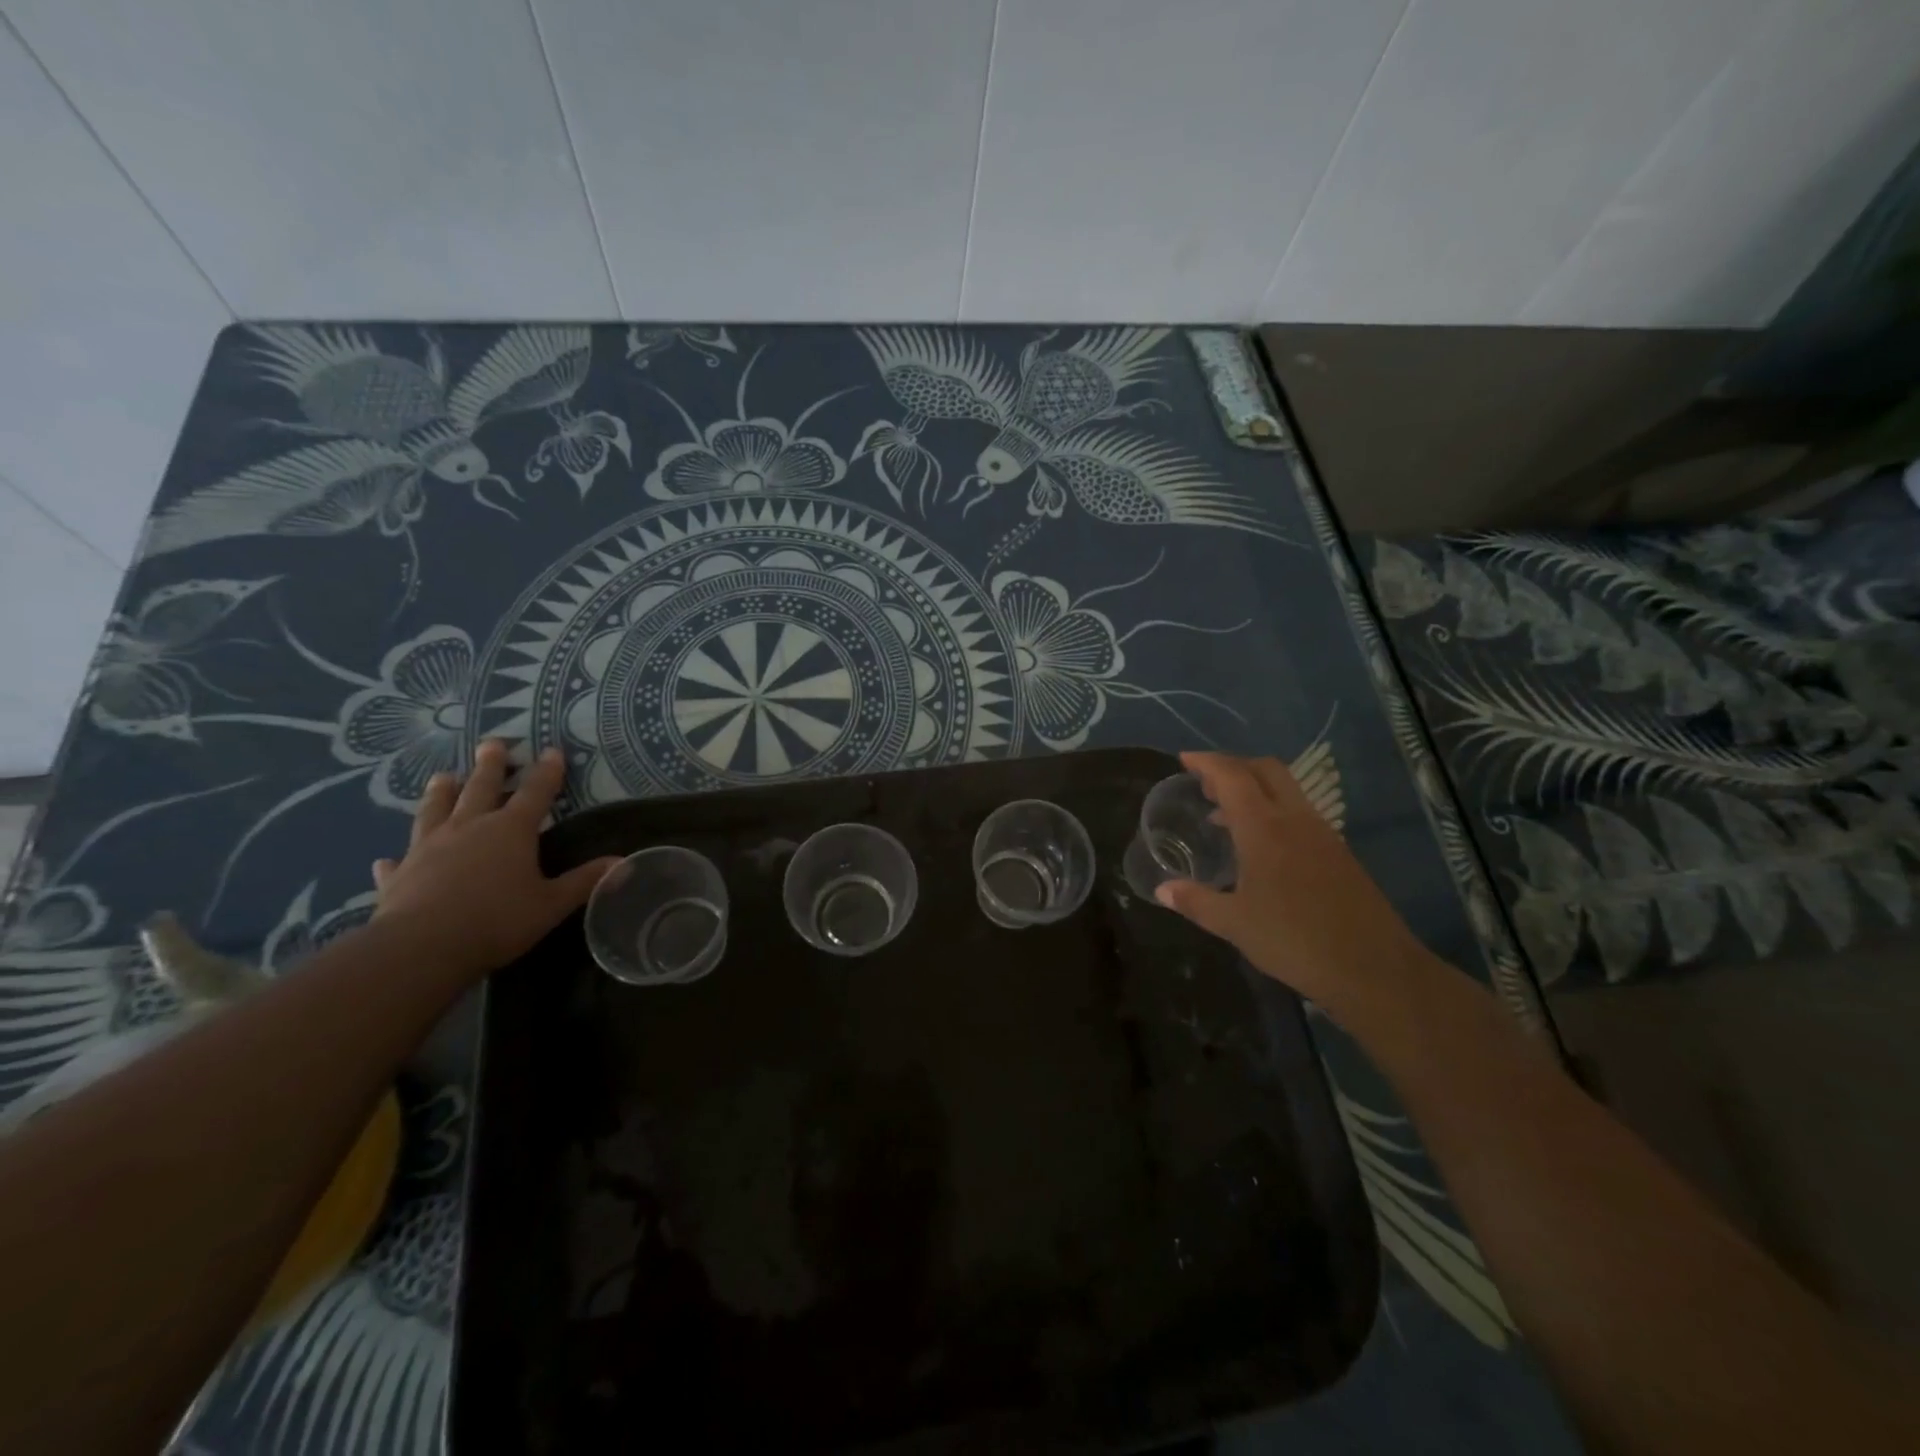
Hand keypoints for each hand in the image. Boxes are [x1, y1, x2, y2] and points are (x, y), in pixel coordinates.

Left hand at [369, 740, 619, 979]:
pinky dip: (398, 858)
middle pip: (480, 788)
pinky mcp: (398, 875)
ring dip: (441, 792)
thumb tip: (622, 862)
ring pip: (435, 811)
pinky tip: (387, 858)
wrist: (420, 948)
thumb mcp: (551, 904)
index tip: (552, 751)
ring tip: (443, 776)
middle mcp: (469, 828)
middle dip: (490, 766)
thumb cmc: (497, 921)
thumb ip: (584, 881)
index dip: (547, 772)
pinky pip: (398, 861)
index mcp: (510, 831)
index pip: (535, 793)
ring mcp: (428, 848)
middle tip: (492, 743)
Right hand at [1155, 751, 1430, 1018]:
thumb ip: (1195, 901)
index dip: (1206, 762)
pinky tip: (1261, 846)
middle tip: (1204, 783)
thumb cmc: (1294, 940)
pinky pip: (1299, 813)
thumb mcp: (1234, 924)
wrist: (1374, 969)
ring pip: (1286, 789)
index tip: (1183, 759)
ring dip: (1254, 788)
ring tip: (1224, 814)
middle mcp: (1295, 819)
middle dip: (1233, 766)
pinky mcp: (1338, 853)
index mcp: (1264, 828)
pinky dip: (1273, 811)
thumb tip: (1162, 890)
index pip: (1232, 776)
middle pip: (1265, 769)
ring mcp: (1322, 834)